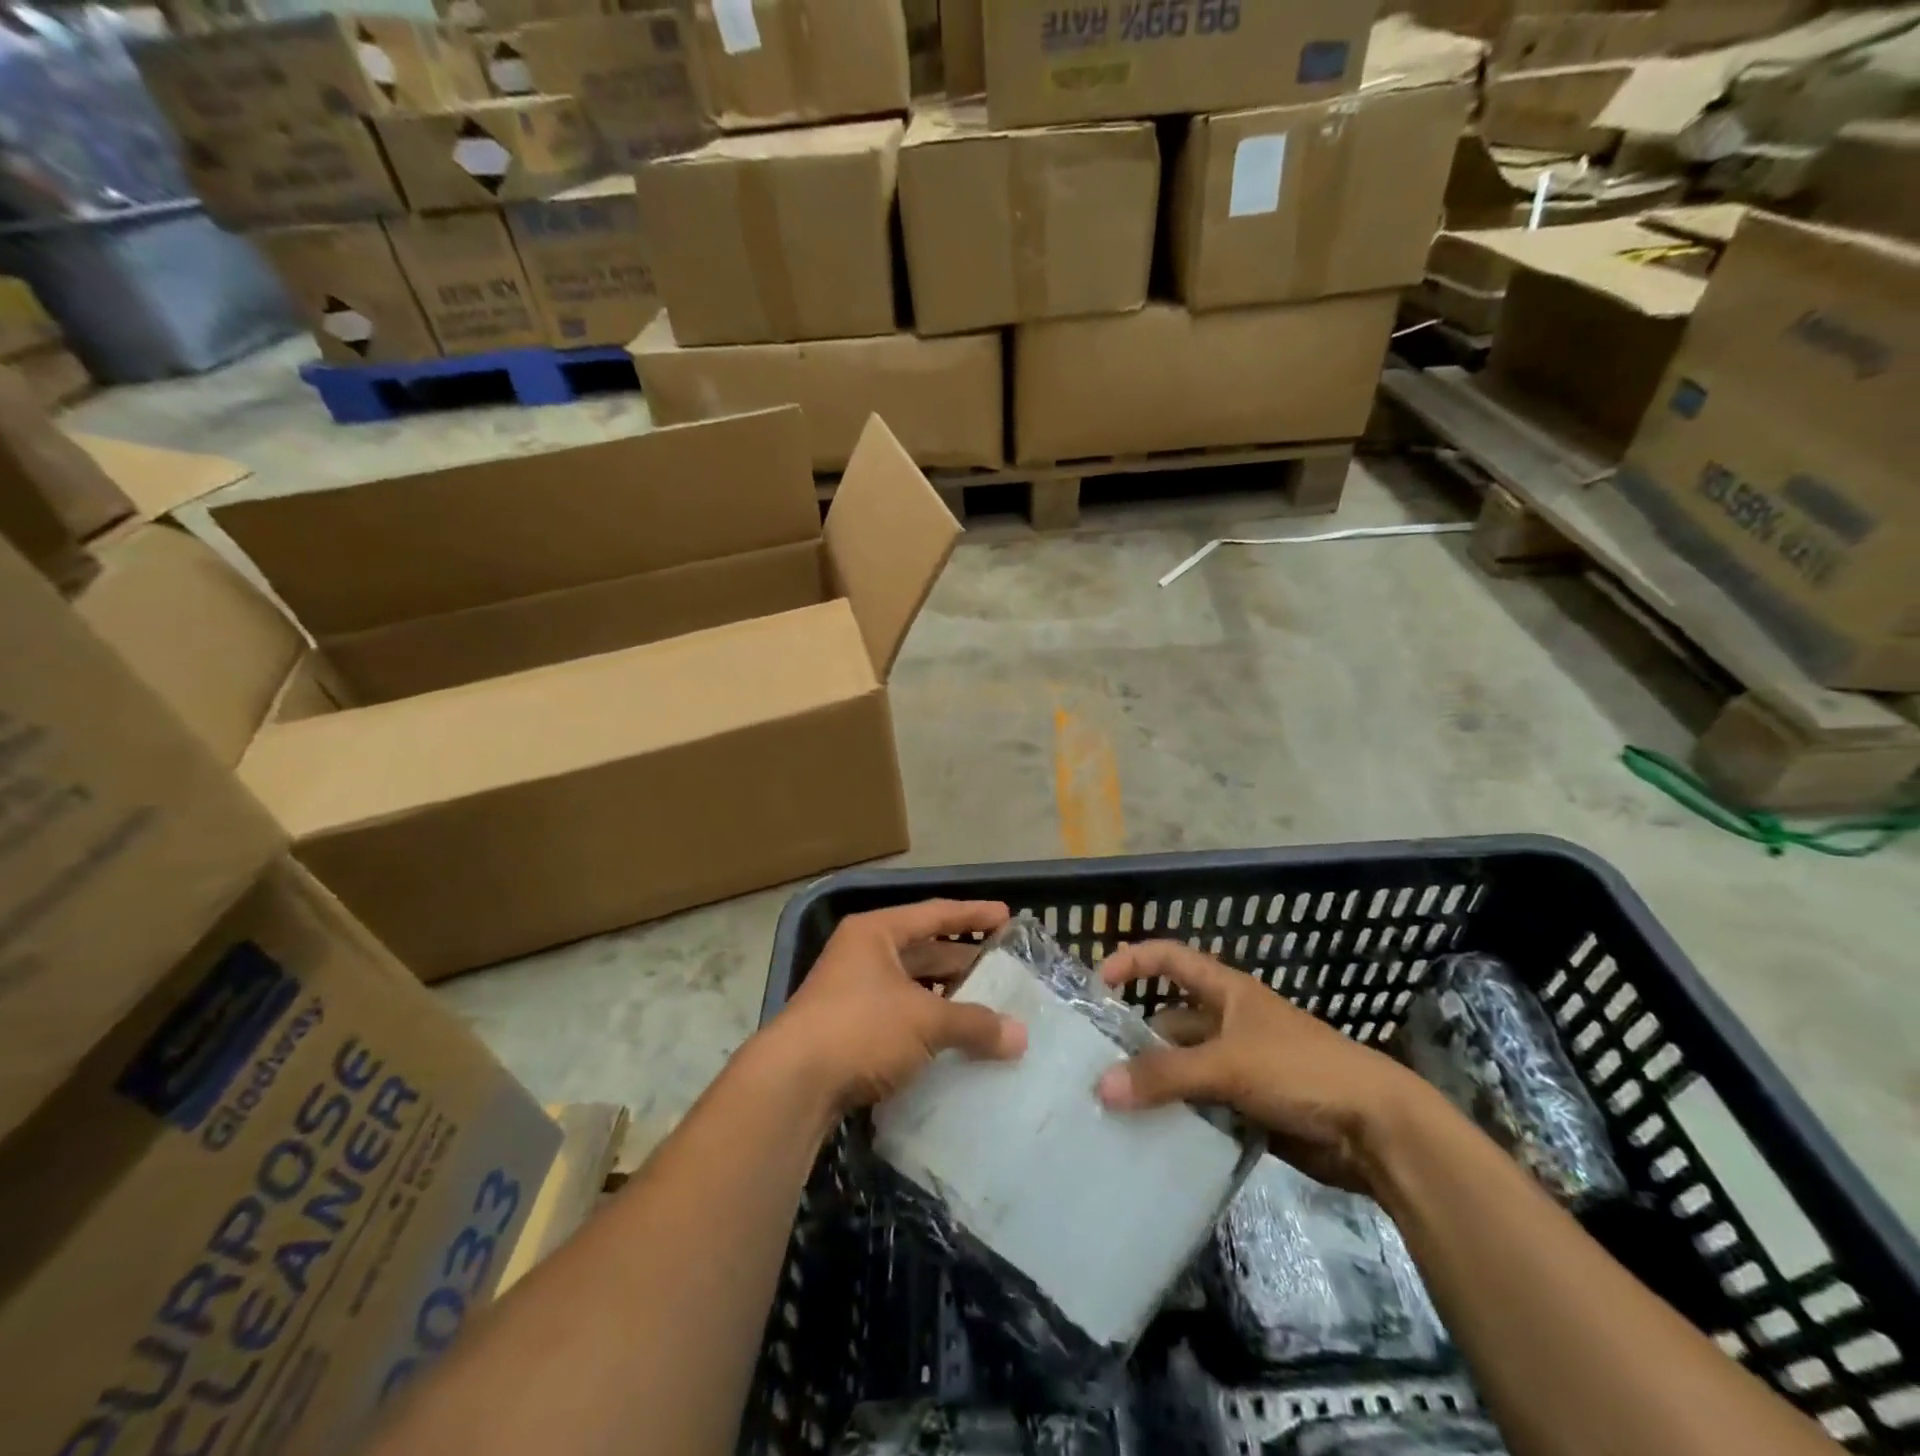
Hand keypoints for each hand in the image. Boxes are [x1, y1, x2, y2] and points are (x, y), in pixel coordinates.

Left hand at [773, 899, 1027, 1111]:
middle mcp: (862, 954)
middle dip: (962, 962)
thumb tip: (1021, 1036)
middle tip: (1003, 970)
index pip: (934, 913)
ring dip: (946, 997)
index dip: (973, 914)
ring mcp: (851, 993)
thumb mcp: (925, 1020)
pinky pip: (899, 1017)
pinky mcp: (847, 1030)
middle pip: (923, 950)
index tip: (1007, 916)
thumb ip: (974, 1024)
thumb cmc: (861, 1028)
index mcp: (876, 933)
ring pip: (911, 987)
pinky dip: (927, 1025)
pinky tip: (952, 1041)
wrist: (792, 1084)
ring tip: (986, 1008)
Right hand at [1095, 940, 1432, 1192]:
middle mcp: (1229, 1022)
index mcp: (1227, 992)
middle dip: (1136, 1038)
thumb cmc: (1301, 1071)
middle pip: (1171, 1021)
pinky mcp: (1250, 1107)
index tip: (1097, 984)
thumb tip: (1101, 1088)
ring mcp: (1240, 1066)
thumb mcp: (1228, 1065)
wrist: (1378, 1132)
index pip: (1170, 958)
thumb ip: (1165, 1076)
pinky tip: (1150, 1134)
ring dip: (1156, 1083)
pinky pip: (1201, 1106)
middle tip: (1094, 1064)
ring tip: (1112, 1104)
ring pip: (1184, 1067)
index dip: (1133, 961)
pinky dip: (1178, 1116)